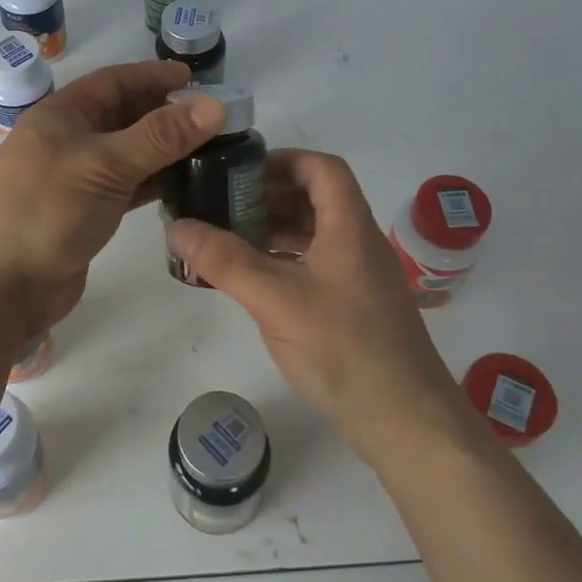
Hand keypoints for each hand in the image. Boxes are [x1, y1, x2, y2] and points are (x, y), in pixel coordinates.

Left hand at [0, 59, 223, 339]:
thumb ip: (160, 136)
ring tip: (209, 148)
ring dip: (162, 149)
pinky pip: (125, 187)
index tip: (196, 79)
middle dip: (163, 112)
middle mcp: (67, 140)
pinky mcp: (83, 213)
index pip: (114, 82)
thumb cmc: (46, 210)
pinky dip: (152, 182)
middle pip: (122, 116)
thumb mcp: (104, 164)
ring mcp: (74, 179)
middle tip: (212, 117)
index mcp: (61, 114)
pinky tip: (183, 184)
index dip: (153, 76)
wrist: (0, 285)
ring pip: (126, 153)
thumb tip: (214, 105)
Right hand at [166, 149, 461, 457]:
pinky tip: (251, 280)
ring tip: (225, 239)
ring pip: (312, 235)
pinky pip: (312, 266)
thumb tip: (176, 226)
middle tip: (220, 206)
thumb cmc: (344, 348)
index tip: (239, 173)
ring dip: (271, 230)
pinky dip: (281, 261)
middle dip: (266, 196)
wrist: (406, 422)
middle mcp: (357, 243)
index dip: (282, 160)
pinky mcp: (352, 307)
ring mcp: (357, 277)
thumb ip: (224, 261)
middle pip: (314, 199)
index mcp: (349, 226)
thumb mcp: (276, 300)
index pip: (322, 168)